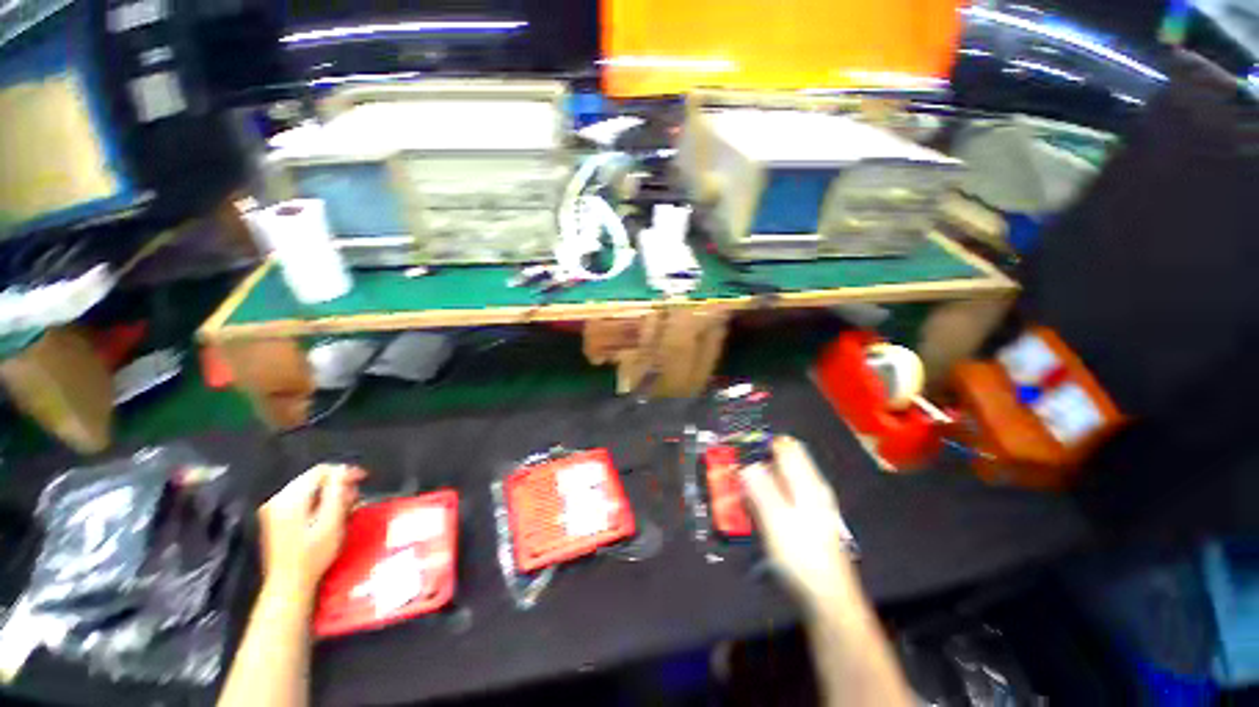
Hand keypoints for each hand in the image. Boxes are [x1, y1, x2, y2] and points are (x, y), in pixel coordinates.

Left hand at [258, 464, 364, 595]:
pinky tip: (329, 515)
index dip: (344, 471)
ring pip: (308, 489)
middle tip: (355, 497)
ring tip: (345, 507)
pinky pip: (301, 499)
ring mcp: (274, 510)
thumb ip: (337, 492)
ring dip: (329, 493)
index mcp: (290, 499)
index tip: (363, 478)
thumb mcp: (332, 521)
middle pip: (313, 478)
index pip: (320, 471)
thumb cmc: (313, 555)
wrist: (289, 585)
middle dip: (337, 484)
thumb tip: (345, 470)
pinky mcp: (275, 519)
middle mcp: (277, 500)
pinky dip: (318, 502)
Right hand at [742, 437, 856, 609]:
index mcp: (806, 482)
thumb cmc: (801, 556)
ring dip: (761, 482)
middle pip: (783, 462)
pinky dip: (768, 497)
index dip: (762, 444)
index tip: (740, 451)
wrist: (828, 598)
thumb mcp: (775, 520)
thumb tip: (747, 464)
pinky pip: (784, 496)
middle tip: (737, 476)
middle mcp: (811, 487)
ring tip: (742, 495)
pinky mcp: (808, 520)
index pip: (786, 446)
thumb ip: (760, 488)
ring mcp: (812, 504)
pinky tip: (758, 512)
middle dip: (758, 463)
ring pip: (782, 479)